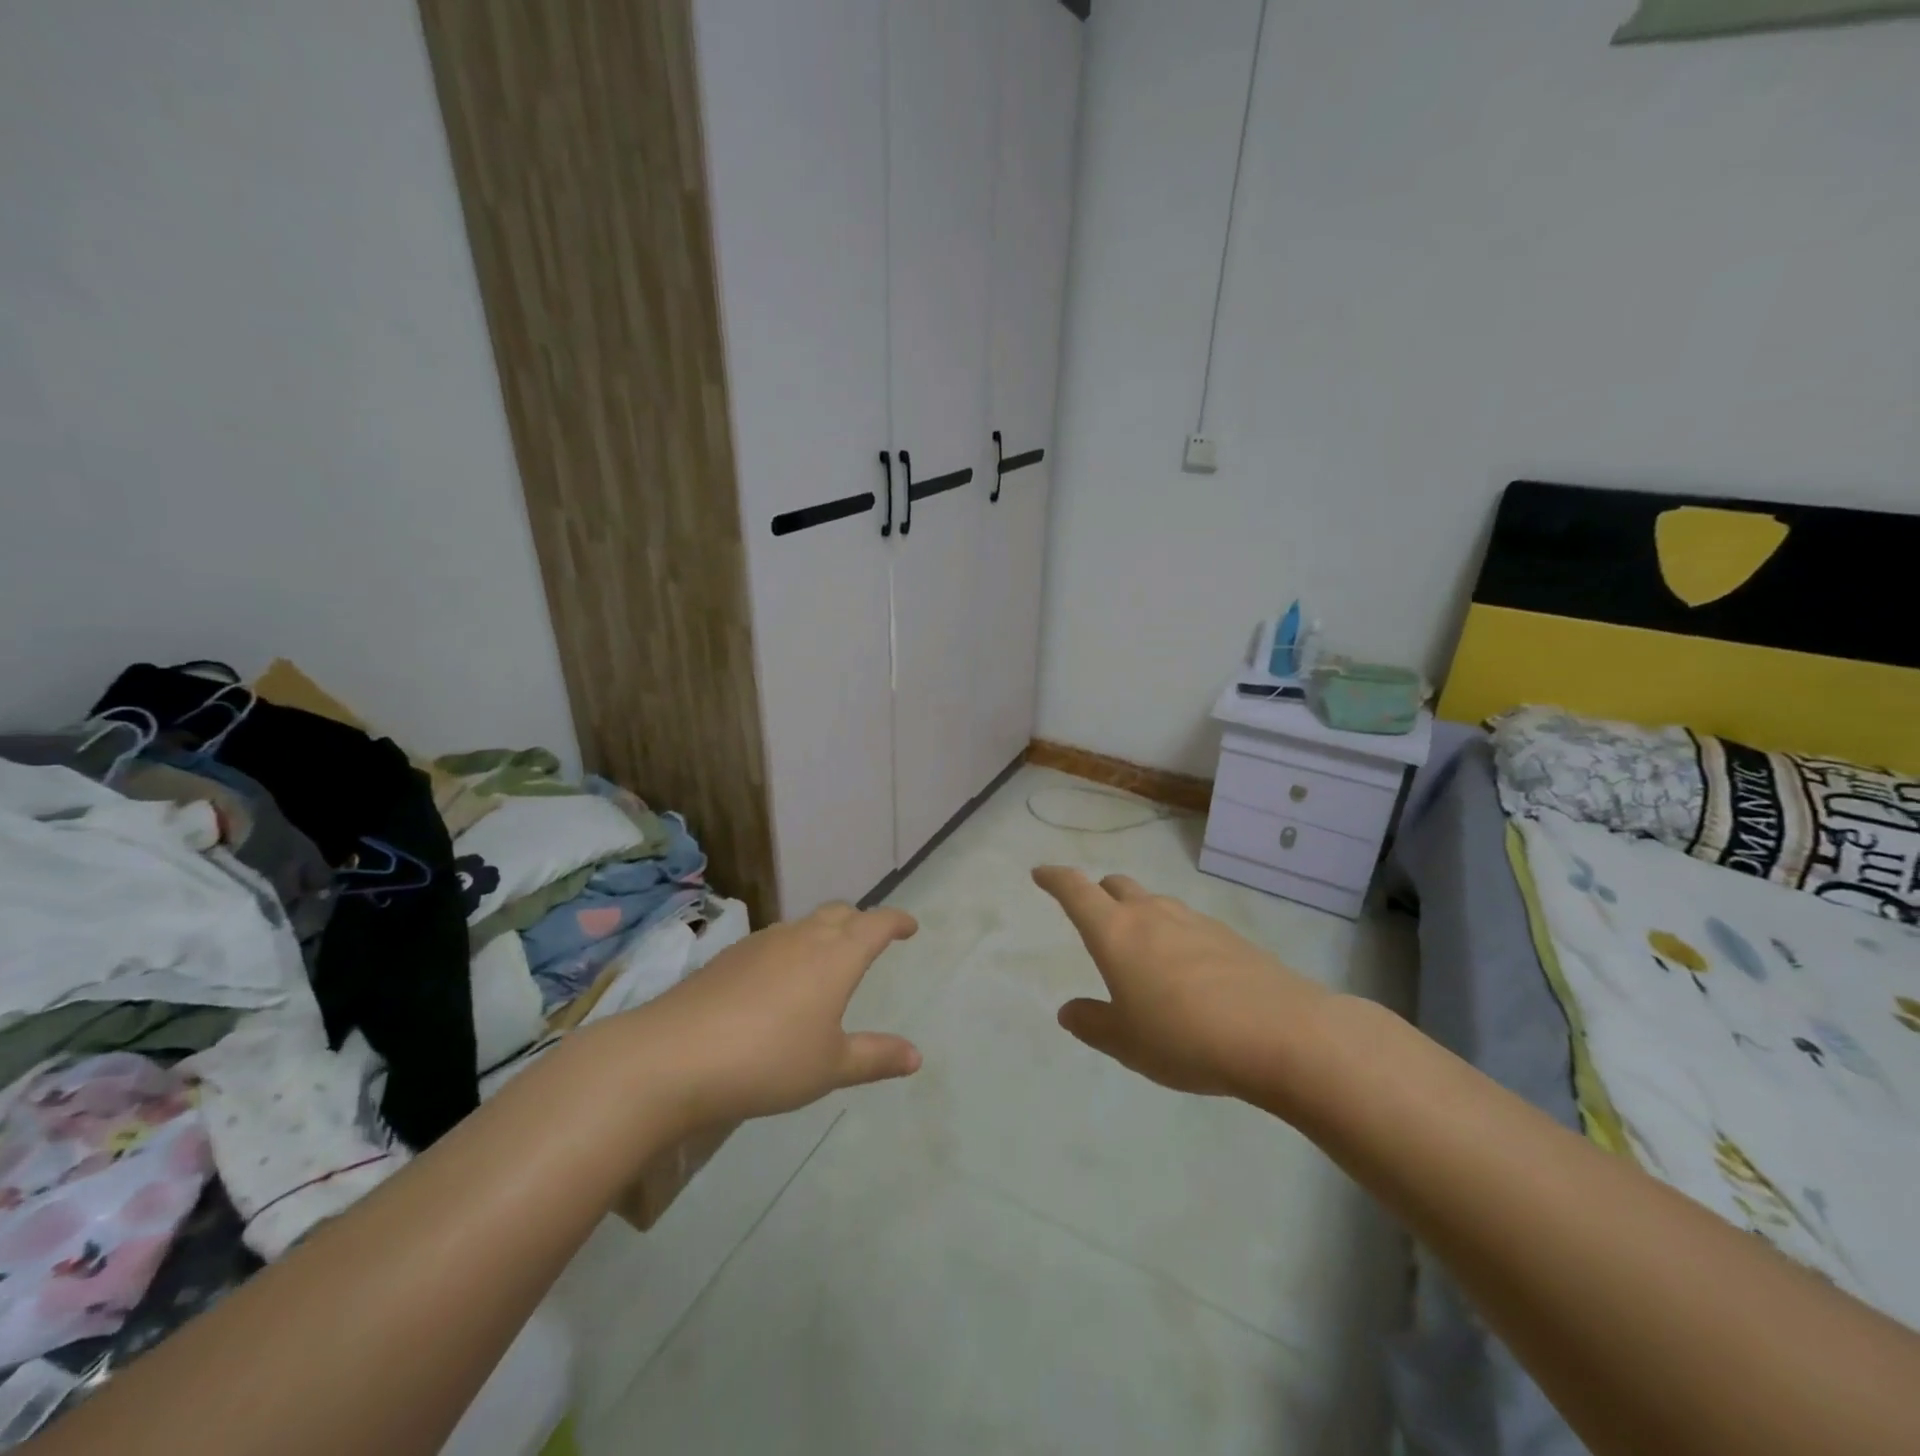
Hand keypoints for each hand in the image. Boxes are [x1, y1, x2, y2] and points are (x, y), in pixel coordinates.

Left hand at [633, 902, 922, 1125]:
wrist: (674, 1055)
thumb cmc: (768, 1060)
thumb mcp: (830, 1067)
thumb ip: (875, 1057)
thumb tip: (916, 1055)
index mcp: (836, 956)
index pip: (876, 924)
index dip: (897, 922)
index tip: (910, 927)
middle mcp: (802, 937)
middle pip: (840, 913)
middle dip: (861, 921)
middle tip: (871, 939)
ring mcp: (762, 943)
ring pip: (805, 924)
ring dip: (825, 932)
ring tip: (827, 960)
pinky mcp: (730, 956)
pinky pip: (775, 940)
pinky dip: (792, 948)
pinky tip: (779, 981)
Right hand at [1031, 866, 1328, 1099]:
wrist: (1282, 1034)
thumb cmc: (1185, 1037)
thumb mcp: (1127, 1042)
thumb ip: (1092, 1023)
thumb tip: (1068, 1010)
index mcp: (1115, 932)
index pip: (1076, 890)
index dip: (1055, 879)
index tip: (1041, 873)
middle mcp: (1152, 915)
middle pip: (1117, 886)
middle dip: (1099, 894)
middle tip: (1093, 915)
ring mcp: (1194, 921)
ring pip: (1155, 903)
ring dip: (1139, 914)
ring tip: (1141, 950)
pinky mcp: (1229, 937)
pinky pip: (1188, 924)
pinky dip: (1174, 935)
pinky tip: (1187, 971)